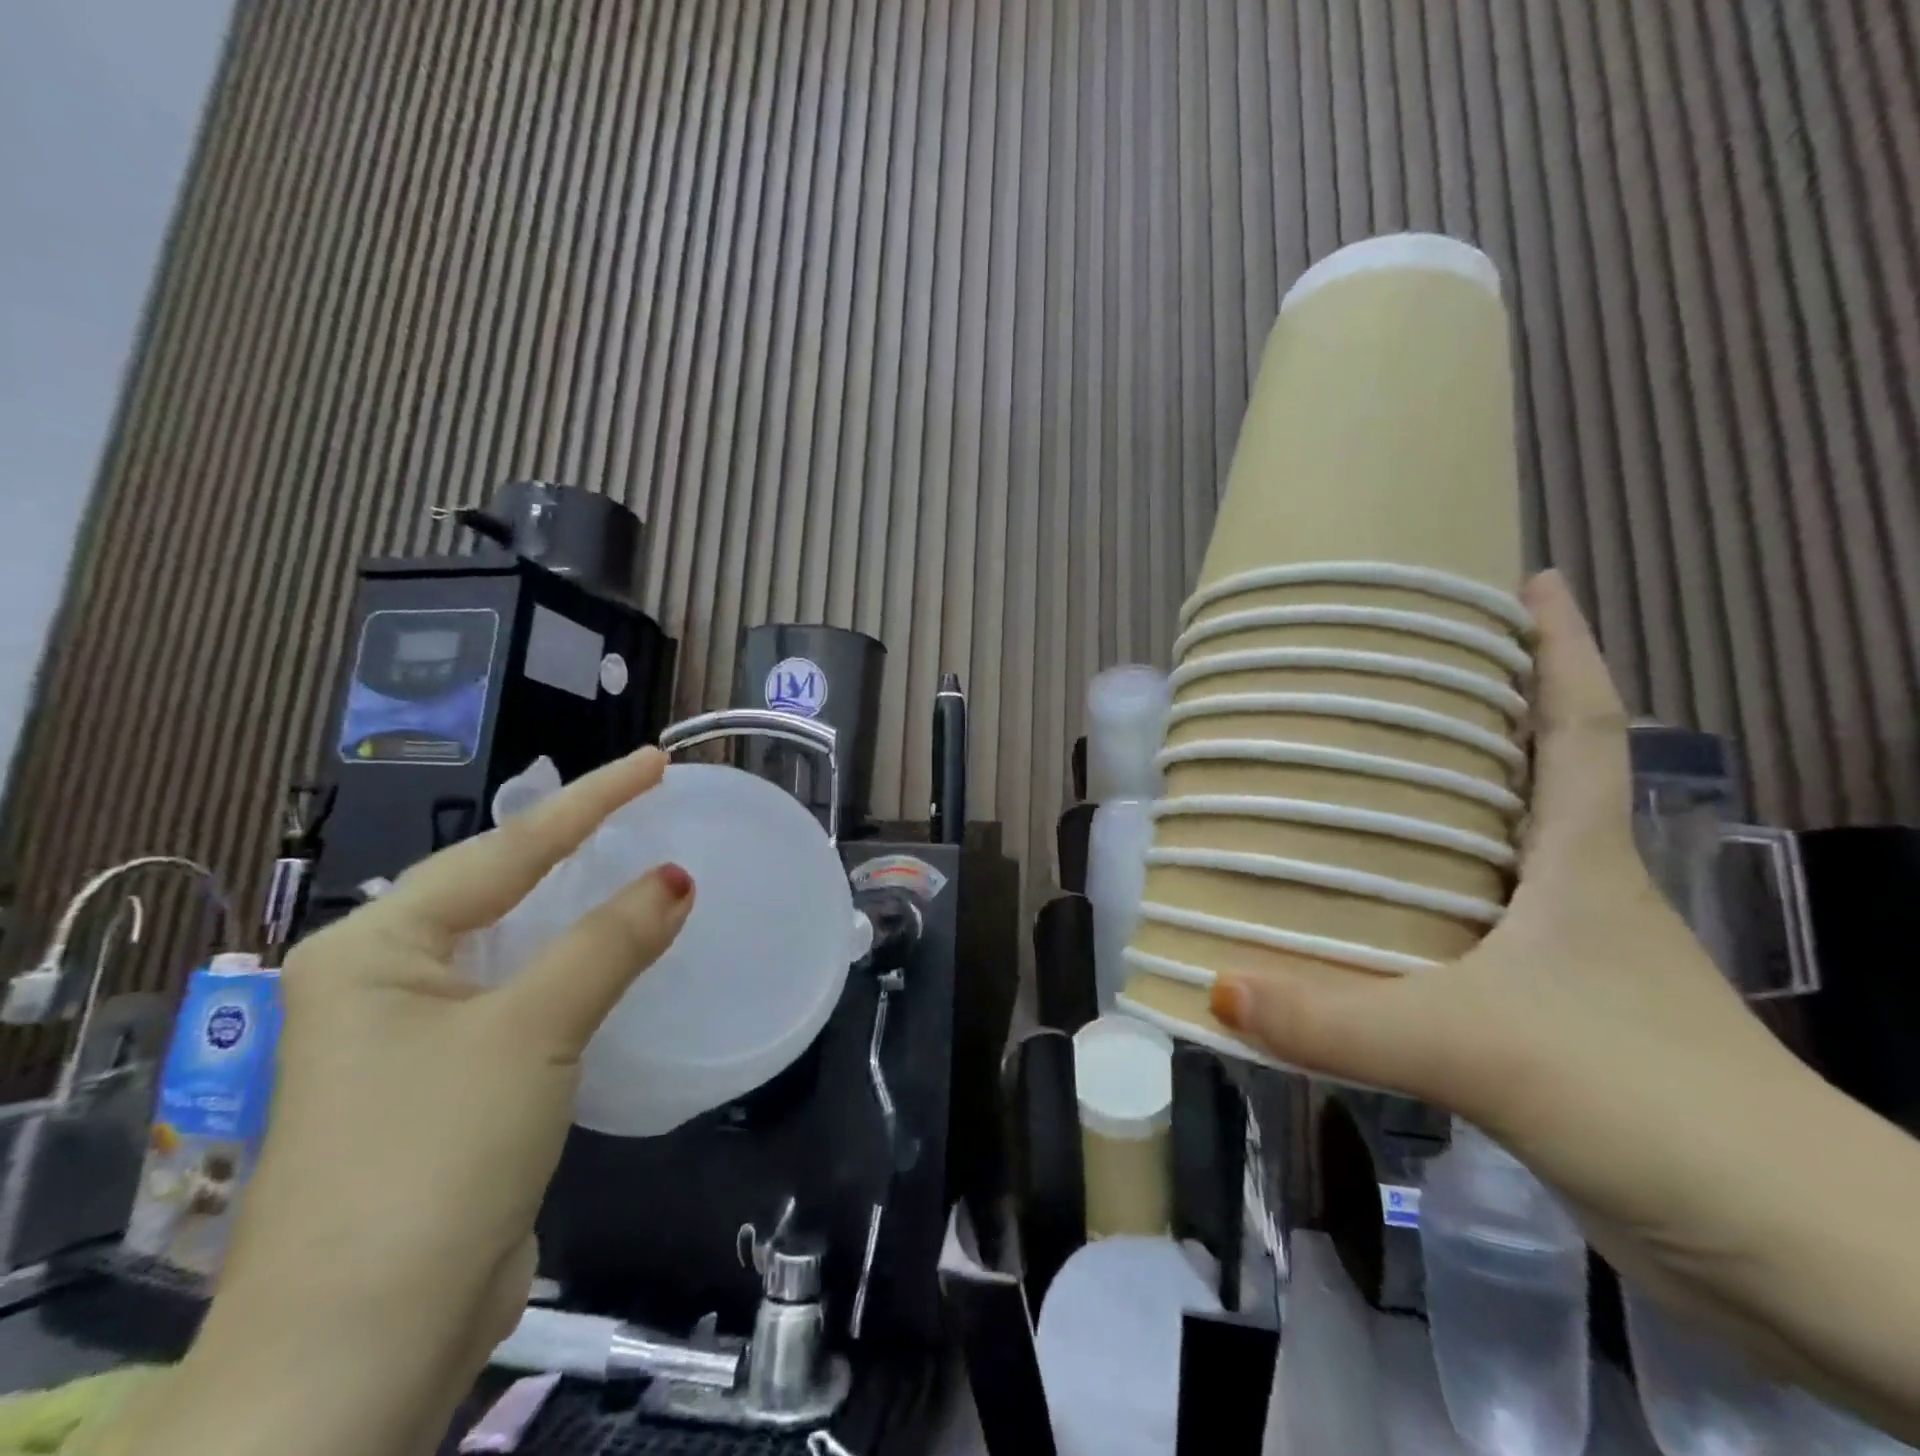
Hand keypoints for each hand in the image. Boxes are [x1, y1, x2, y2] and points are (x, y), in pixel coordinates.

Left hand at [152, 747, 692, 1455]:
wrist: (365, 1344)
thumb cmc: (434, 1157)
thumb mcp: (531, 1032)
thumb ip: (609, 943)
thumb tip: (677, 878)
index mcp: (376, 948)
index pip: (506, 849)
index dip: (590, 800)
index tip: (653, 761)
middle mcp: (386, 979)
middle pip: (502, 886)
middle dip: (577, 843)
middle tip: (648, 803)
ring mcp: (416, 1034)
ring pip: (517, 942)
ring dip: (581, 906)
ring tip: (640, 860)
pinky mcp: (453, 1080)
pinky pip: (527, 992)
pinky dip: (576, 966)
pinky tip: (616, 952)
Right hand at [1209, 572, 1833, 1364]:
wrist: (1788, 1254)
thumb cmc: (1650, 1102)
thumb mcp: (1479, 1049)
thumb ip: (1338, 1020)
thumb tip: (1218, 986)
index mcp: (1583, 862)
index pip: (1581, 726)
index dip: (1563, 648)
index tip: (1530, 581)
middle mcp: (1577, 893)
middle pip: (1527, 778)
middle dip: (1473, 717)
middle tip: (1384, 682)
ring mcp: (1566, 959)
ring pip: (1487, 857)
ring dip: (1433, 815)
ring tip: (1345, 786)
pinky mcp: (1544, 1021)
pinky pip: (1460, 935)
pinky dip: (1413, 910)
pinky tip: (1356, 919)